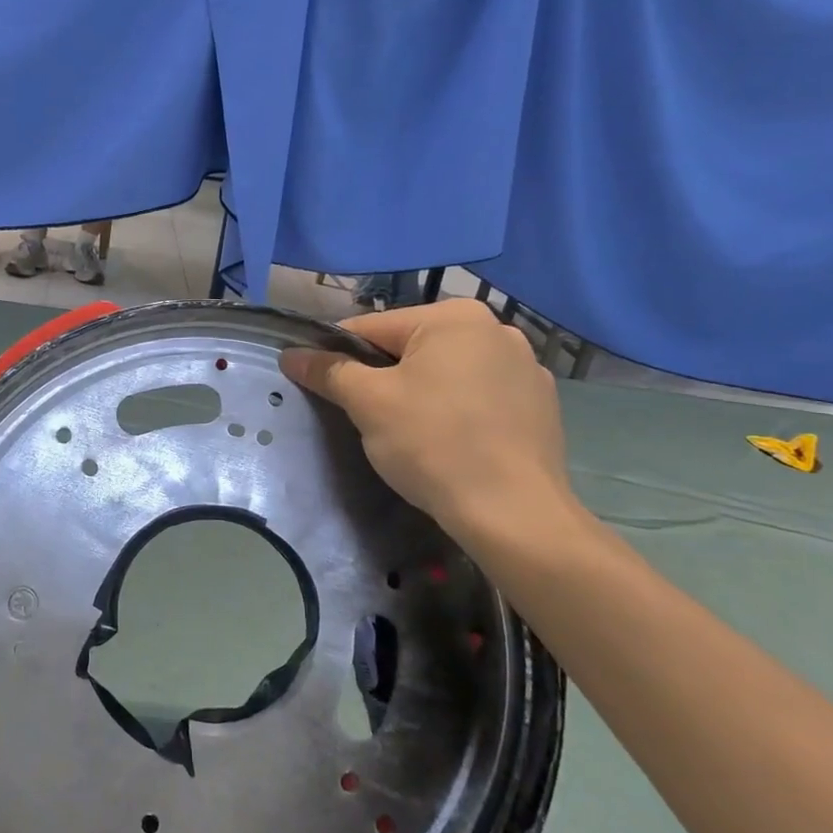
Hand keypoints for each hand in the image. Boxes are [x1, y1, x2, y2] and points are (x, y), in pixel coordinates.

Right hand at [282, 299, 579, 554]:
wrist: (513, 515)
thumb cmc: (434, 444)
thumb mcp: (368, 403)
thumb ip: (328, 371)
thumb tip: (291, 354)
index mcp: (454, 317)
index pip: (372, 328)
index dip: (339, 357)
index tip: (326, 389)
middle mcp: (496, 329)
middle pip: (412, 348)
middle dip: (385, 378)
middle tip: (369, 419)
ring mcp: (526, 367)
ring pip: (447, 373)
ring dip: (422, 393)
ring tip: (411, 436)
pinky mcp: (541, 405)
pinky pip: (480, 397)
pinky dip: (458, 411)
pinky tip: (452, 444)